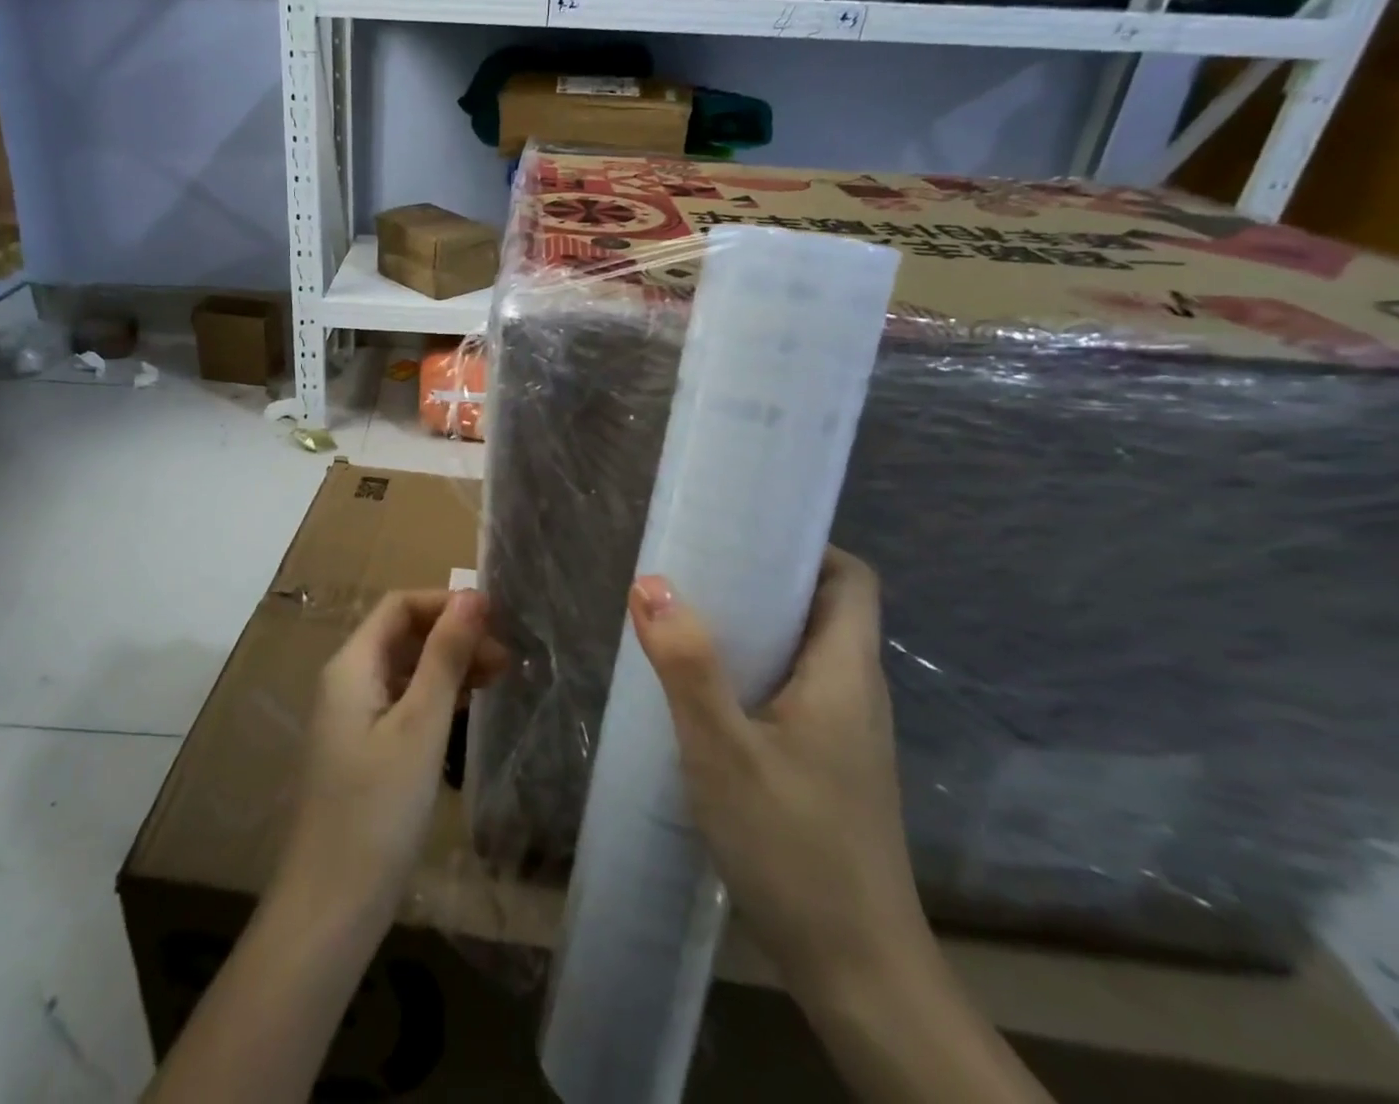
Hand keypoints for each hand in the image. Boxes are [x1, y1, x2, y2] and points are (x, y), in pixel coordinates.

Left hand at [277, 588, 507, 928]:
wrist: (331, 908)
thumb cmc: (377, 809)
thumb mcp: (420, 725)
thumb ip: (445, 656)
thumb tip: (473, 596)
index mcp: (351, 665)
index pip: (399, 606)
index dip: (445, 603)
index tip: (495, 618)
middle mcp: (347, 681)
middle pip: (402, 635)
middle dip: (453, 635)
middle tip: (506, 657)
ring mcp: (353, 717)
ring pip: (405, 669)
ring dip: (448, 665)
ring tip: (499, 677)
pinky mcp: (363, 749)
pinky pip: (402, 702)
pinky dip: (436, 696)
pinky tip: (467, 707)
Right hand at [629, 549, 927, 999]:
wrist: (859, 973)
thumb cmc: (793, 847)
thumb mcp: (722, 750)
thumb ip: (686, 664)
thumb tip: (651, 582)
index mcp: (846, 673)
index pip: (852, 580)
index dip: (807, 546)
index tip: (744, 536)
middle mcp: (858, 694)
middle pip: (825, 609)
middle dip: (765, 581)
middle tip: (698, 572)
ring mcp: (849, 734)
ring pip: (807, 652)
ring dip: (757, 628)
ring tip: (692, 620)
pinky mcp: (832, 766)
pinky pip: (797, 691)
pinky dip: (757, 671)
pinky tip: (709, 693)